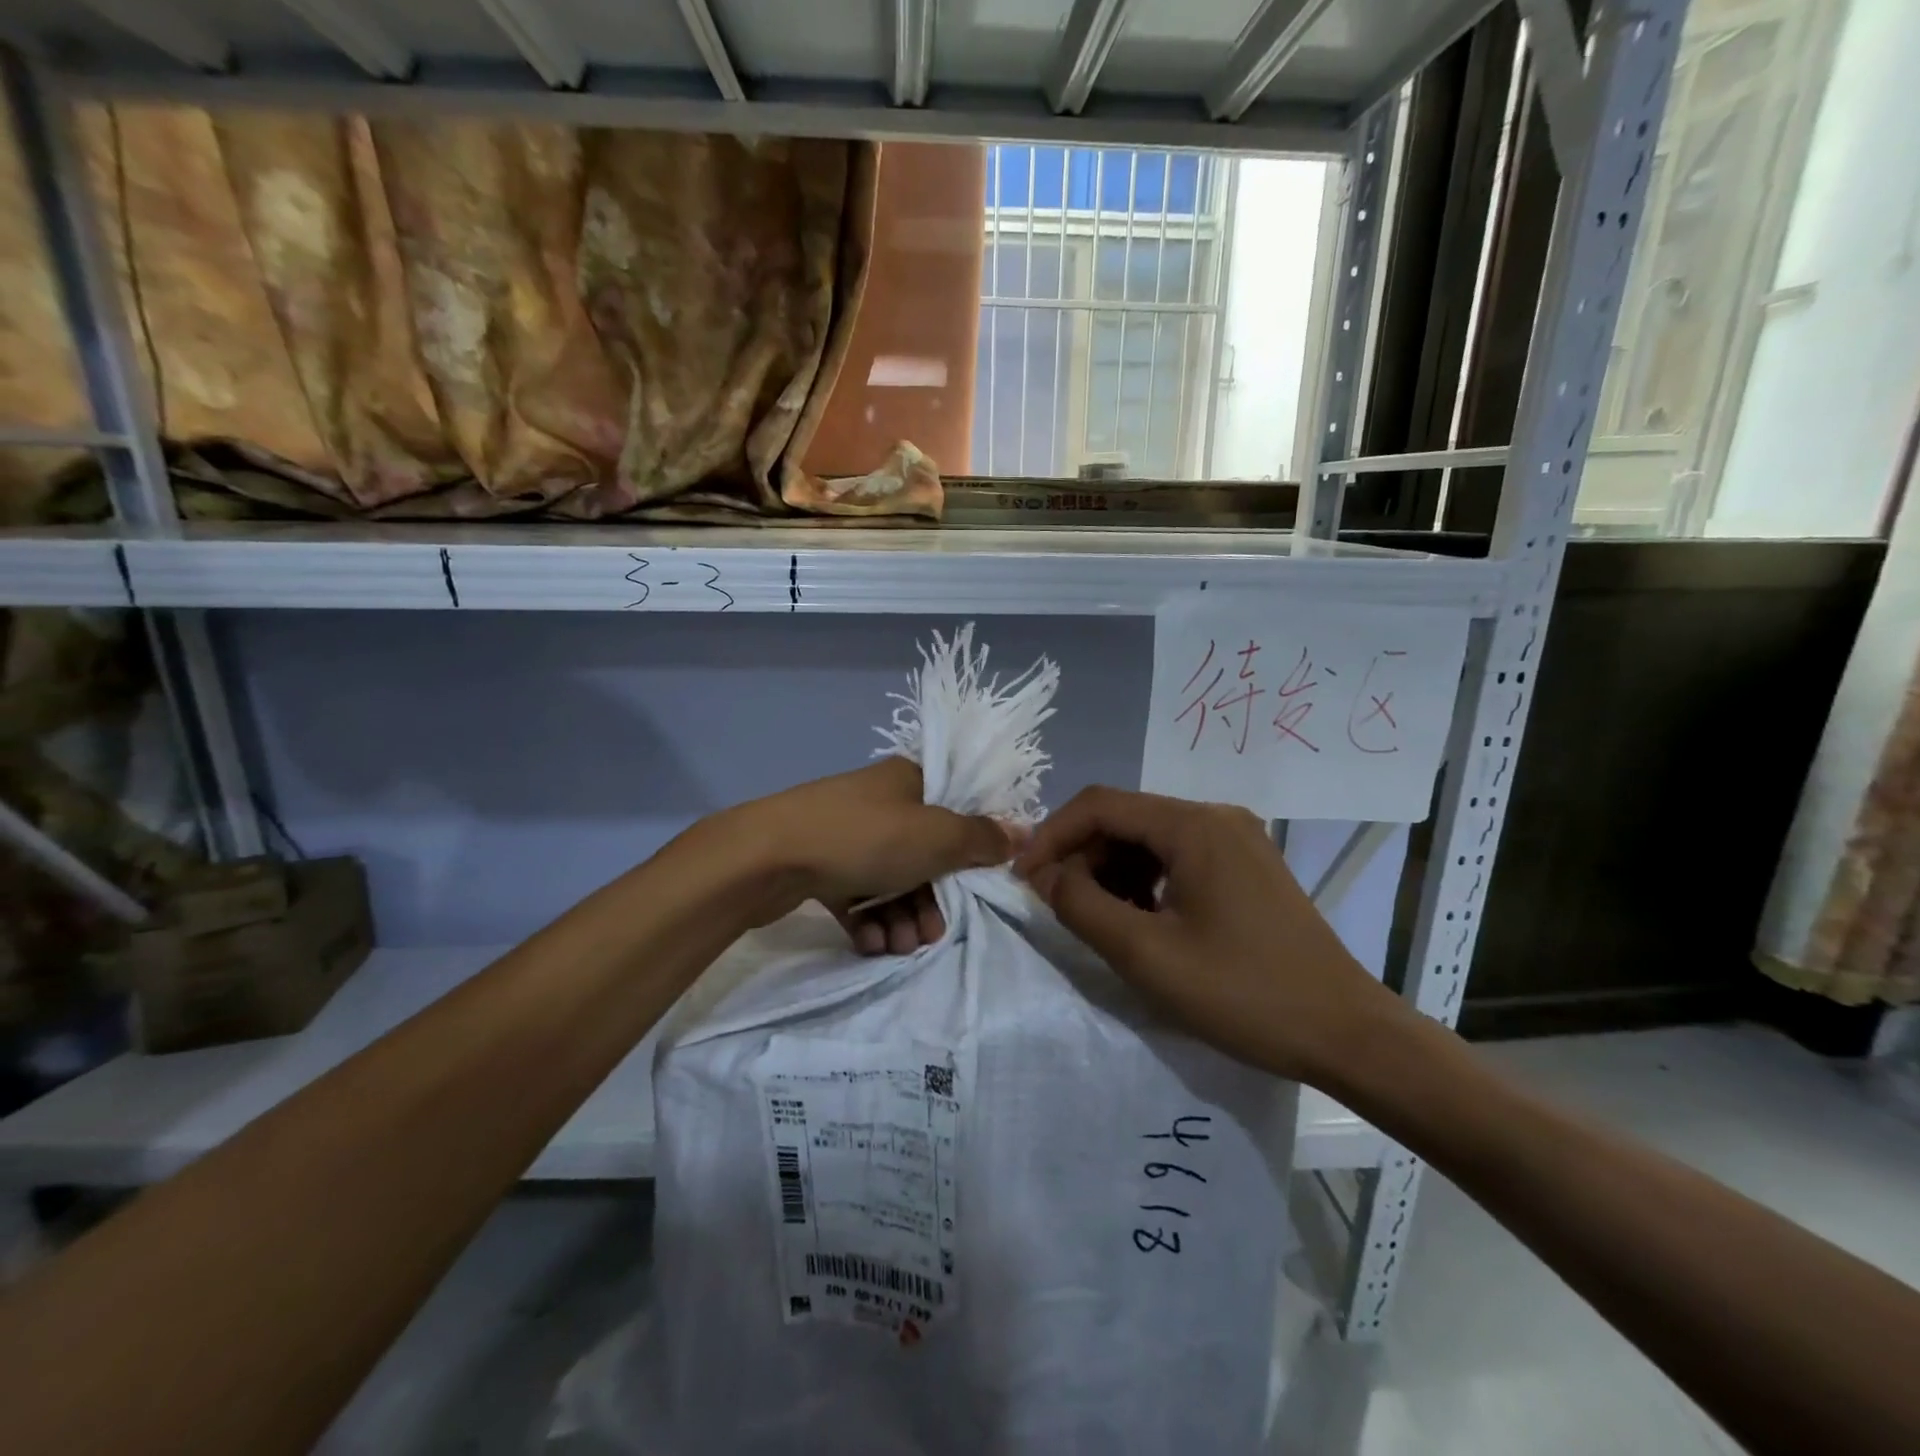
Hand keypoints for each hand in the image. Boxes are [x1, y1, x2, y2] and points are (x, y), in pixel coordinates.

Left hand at [723, 757, 1018, 953]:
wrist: (767, 857)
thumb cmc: (863, 838)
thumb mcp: (935, 837)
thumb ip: (981, 838)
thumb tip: (1023, 830)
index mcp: (909, 781)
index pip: (956, 811)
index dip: (971, 851)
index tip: (976, 887)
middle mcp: (880, 803)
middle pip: (924, 855)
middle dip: (931, 901)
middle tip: (930, 935)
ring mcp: (847, 833)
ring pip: (890, 880)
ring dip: (901, 917)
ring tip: (897, 946)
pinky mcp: (819, 864)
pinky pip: (857, 894)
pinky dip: (869, 920)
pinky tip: (870, 943)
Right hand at [1014, 786, 1401, 1083]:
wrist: (1347, 1033)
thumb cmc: (1244, 993)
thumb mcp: (1146, 954)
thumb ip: (1081, 906)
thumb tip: (1042, 875)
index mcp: (1193, 825)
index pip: (1100, 805)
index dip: (1052, 836)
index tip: (1024, 879)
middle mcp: (1215, 817)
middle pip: (1125, 818)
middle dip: (1083, 857)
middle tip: (1062, 907)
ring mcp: (1237, 840)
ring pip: (1149, 838)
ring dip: (1112, 871)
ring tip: (1102, 920)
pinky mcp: (1247, 865)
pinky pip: (1178, 857)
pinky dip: (1146, 881)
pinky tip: (1143, 920)